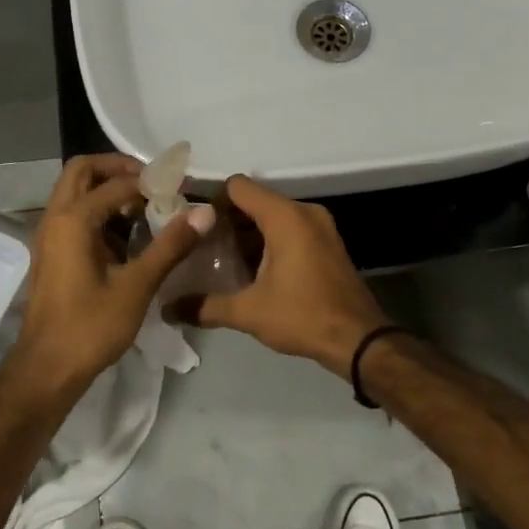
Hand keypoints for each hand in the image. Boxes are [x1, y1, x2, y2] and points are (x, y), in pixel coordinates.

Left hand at [12, 154, 208, 393]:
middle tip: (153, 182)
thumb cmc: (90, 327)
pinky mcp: (52, 253)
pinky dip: (99, 211)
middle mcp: (54, 218)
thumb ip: (171, 245)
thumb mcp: (137, 285)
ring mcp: (49, 236)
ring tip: (145, 206)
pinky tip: (128, 235)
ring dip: (107, 189)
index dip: (151, 181)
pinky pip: (74, 215)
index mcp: (73, 219)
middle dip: (118, 169)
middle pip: (83, 171)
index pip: (116, 182)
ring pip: (75, 192)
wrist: (47, 369)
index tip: (181, 188)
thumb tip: (204, 212)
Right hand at [183, 175, 388, 376]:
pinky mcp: (328, 243)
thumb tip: (169, 309)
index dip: (211, 200)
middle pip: (255, 200)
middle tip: (200, 244)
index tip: (191, 222)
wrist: (359, 340)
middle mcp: (304, 212)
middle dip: (227, 220)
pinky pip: (290, 229)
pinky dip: (269, 241)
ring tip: (220, 258)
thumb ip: (206, 306)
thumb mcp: (249, 312)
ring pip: (273, 216)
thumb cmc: (302, 316)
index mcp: (285, 217)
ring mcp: (320, 227)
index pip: (238, 187)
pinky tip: (251, 269)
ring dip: (248, 233)